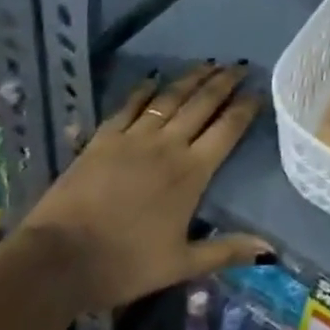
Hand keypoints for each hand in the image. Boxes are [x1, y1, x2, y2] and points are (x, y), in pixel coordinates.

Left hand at [22, 62, 271, 314]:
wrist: (58, 259)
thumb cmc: (124, 264)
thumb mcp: (181, 265)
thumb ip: (226, 251)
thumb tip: (270, 250)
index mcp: (191, 172)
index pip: (227, 129)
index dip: (245, 108)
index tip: (259, 91)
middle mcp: (167, 145)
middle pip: (202, 104)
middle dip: (224, 82)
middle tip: (240, 65)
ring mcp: (133, 138)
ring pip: (169, 98)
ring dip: (191, 78)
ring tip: (209, 64)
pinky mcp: (103, 138)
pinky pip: (129, 106)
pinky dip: (144, 90)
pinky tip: (154, 79)